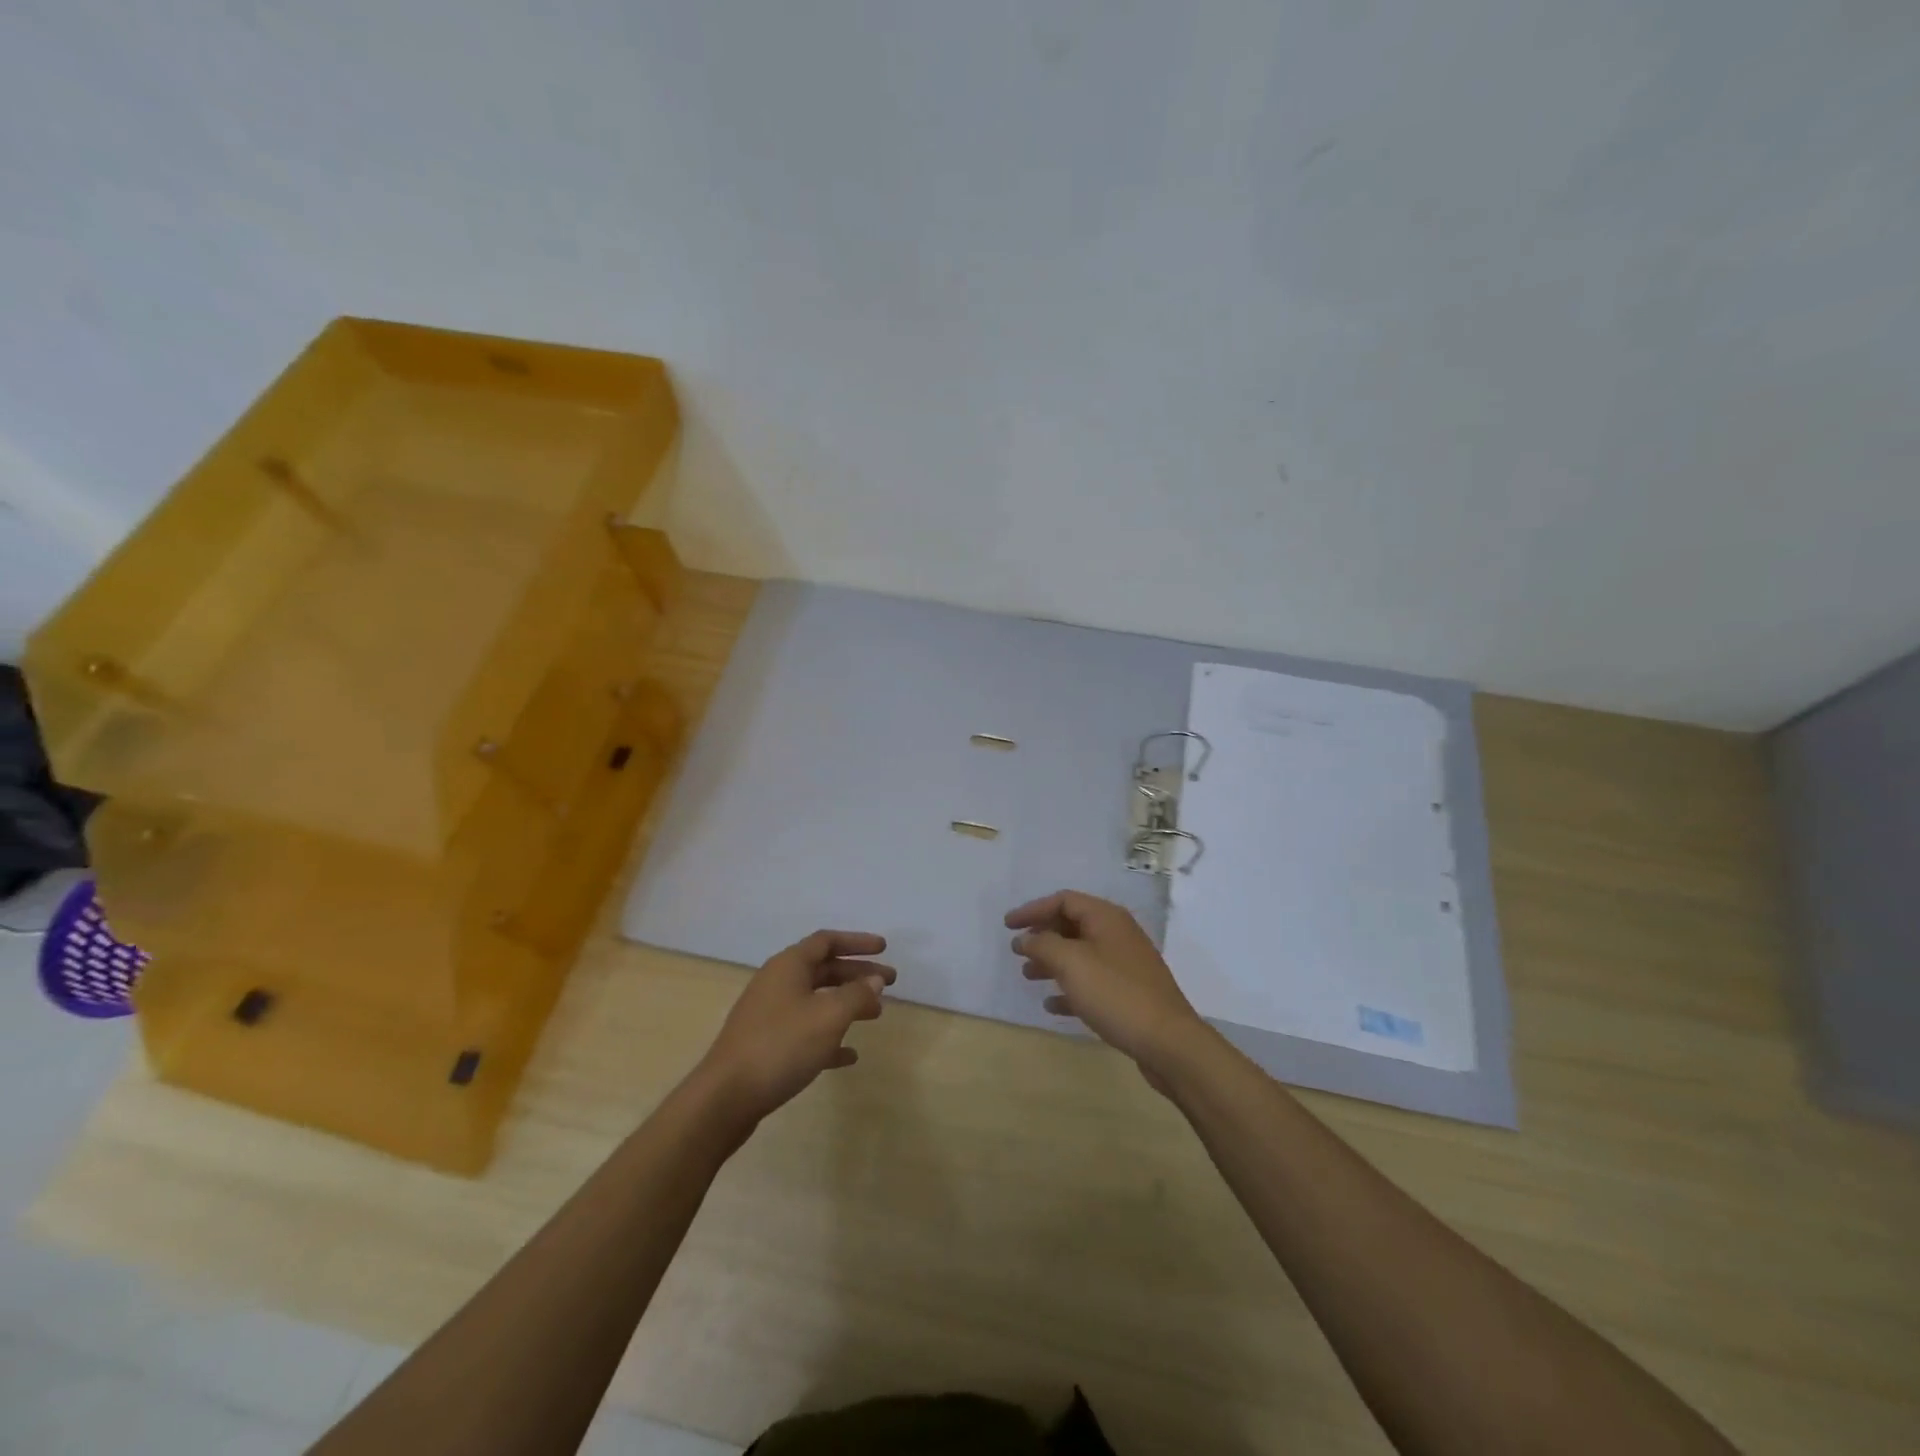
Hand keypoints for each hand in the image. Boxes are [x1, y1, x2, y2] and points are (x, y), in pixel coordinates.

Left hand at [696, 930, 894, 1123]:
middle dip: (857, 974)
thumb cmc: (781, 1046)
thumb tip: (874, 981)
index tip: (884, 948)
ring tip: (876, 1014)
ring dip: (847, 1004)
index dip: (857, 942)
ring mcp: (769, 1015)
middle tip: (889, 983)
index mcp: (788, 966)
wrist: (725, 1098)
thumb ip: (856, 995)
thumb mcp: (828, 1017)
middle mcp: (777, 983)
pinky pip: (805, 1031)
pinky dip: (829, 1037)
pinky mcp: (766, 1045)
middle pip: (824, 969)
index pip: (827, 941)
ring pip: (816, 1000)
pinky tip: (850, 1055)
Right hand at [1006, 890, 1210, 1086]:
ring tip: (1028, 976)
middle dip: (1042, 936)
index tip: (1007, 926)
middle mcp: (1117, 934)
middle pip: (1072, 925)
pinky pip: (1092, 981)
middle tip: (1017, 951)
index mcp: (1106, 918)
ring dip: (1052, 962)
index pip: (1063, 900)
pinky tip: (1052, 1005)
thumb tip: (1025, 938)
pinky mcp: (1129, 992)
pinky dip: (1070, 988)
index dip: (1032, 910)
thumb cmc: (1115, 993)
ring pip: (1081, 954)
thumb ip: (1043, 945)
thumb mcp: (1071, 963)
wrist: (1168, 1041)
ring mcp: (1125, 964)